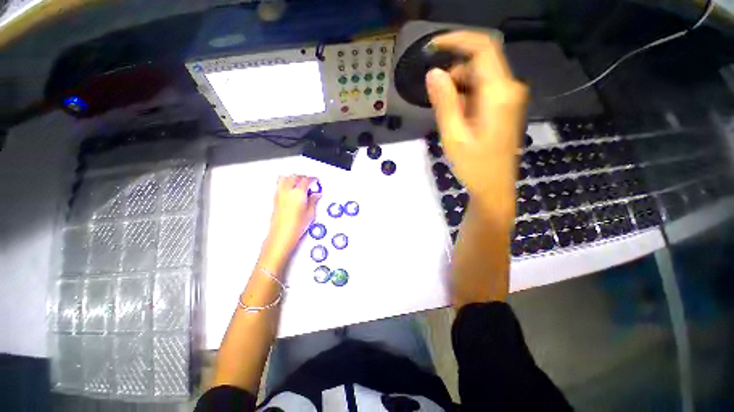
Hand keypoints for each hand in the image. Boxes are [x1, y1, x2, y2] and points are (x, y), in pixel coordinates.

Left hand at [265, 175, 320, 258]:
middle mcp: (287, 191)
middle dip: (303, 177)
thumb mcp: (311, 213)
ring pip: (285, 178)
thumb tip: (316, 195)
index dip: (313, 179)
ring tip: (299, 184)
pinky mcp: (275, 199)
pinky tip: (292, 190)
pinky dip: (286, 183)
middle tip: (309, 182)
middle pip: (295, 176)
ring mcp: (279, 194)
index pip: (306, 180)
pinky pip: (280, 185)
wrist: (282, 234)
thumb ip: (314, 201)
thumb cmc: (296, 225)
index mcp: (298, 193)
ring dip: (293, 178)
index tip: (316, 181)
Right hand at [425, 31, 527, 219]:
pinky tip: (458, 118)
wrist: (493, 187)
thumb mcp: (453, 136)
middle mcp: (509, 89)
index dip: (457, 40)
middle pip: (481, 62)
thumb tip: (433, 73)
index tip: (433, 47)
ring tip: (447, 115)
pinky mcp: (504, 108)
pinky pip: (483, 91)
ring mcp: (509, 99)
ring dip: (459, 87)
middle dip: (454, 72)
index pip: (483, 48)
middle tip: (436, 99)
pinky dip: (466, 97)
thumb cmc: (473, 166)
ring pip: (481, 77)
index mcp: (499, 94)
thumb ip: (444, 103)